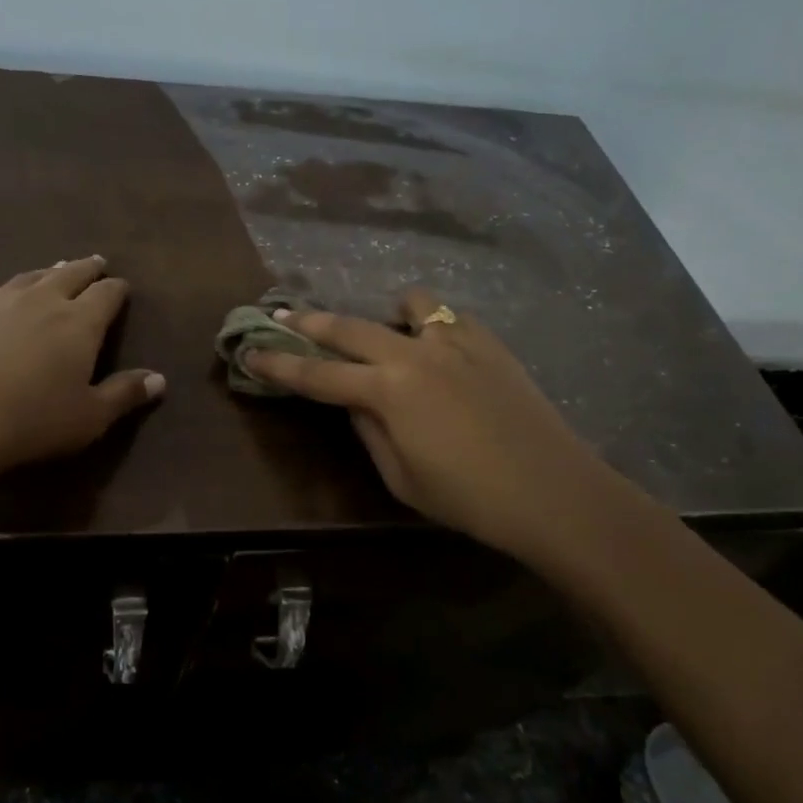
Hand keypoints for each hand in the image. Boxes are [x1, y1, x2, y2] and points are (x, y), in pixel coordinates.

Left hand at [0, 256, 163, 486]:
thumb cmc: (30, 422)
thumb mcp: (89, 418)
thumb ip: (125, 394)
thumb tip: (159, 379)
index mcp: (78, 322)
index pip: (106, 295)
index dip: (117, 289)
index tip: (122, 286)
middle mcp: (38, 302)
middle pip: (68, 274)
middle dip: (85, 268)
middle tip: (95, 263)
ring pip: (26, 279)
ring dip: (44, 274)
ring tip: (52, 271)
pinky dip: (2, 296)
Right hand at [243, 288, 611, 559]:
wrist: (553, 491)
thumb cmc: (469, 498)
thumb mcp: (402, 477)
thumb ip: (369, 430)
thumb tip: (355, 402)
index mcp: (388, 391)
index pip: (317, 375)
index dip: (279, 365)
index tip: (249, 352)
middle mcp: (415, 354)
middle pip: (350, 328)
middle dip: (310, 323)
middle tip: (282, 315)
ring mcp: (457, 342)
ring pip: (409, 304)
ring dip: (385, 315)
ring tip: (385, 332)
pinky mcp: (490, 343)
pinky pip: (450, 318)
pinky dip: (432, 325)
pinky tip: (437, 348)